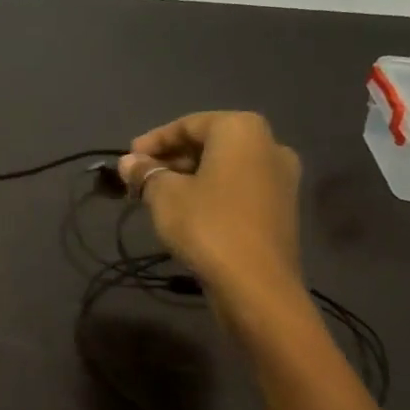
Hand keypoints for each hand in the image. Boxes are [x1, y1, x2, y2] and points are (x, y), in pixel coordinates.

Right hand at [118, 112, 303, 307]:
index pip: (188, 124)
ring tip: (157, 196)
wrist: (256, 284)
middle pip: (209, 143)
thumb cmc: (207, 225)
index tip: (129, 160)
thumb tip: (129, 162)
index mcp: (242, 130)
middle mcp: (269, 145)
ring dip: (189, 176)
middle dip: (171, 159)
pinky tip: (186, 211)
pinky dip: (211, 191)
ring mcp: (281, 178)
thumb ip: (145, 172)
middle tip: (140, 178)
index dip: (153, 141)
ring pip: (224, 166)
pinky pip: (238, 187)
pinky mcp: (281, 208)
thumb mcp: (164, 195)